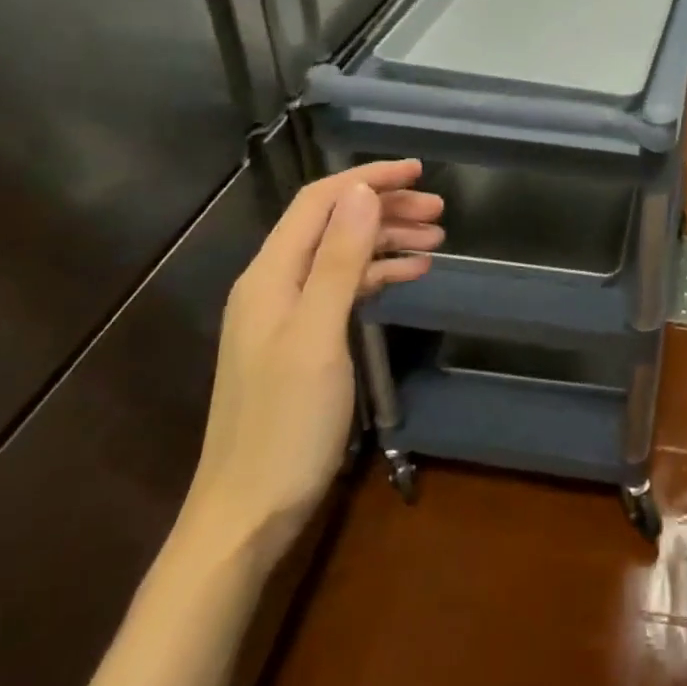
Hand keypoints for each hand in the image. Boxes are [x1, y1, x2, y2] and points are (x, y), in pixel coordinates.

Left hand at [180, 161, 442, 563]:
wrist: (247, 513)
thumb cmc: (286, 423)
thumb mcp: (318, 336)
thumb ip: (339, 261)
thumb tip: (363, 193)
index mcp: (270, 275)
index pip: (320, 202)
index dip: (368, 178)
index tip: (418, 172)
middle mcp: (274, 284)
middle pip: (334, 224)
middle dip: (385, 208)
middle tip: (439, 211)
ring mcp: (287, 314)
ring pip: (342, 255)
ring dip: (387, 240)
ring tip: (437, 241)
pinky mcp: (302, 340)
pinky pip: (343, 288)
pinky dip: (378, 275)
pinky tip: (411, 276)